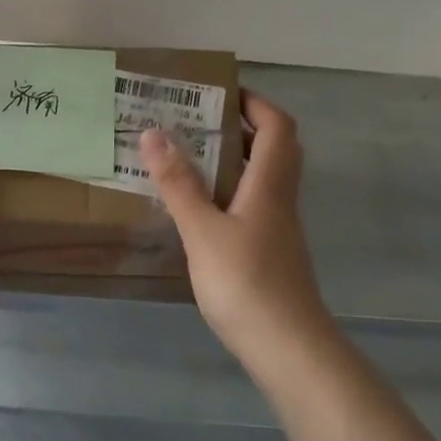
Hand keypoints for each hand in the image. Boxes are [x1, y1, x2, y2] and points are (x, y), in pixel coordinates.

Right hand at [140, 92, 333, 373]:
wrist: (286, 347)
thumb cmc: (245, 282)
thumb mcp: (202, 231)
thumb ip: (178, 184)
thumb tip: (154, 133)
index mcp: (269, 185)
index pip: (277, 127)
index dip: (255, 103)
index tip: (220, 93)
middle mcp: (280, 200)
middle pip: (275, 149)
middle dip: (242, 128)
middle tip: (199, 123)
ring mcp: (278, 228)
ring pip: (264, 179)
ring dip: (235, 161)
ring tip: (190, 159)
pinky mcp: (270, 252)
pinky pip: (253, 206)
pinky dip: (230, 193)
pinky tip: (200, 209)